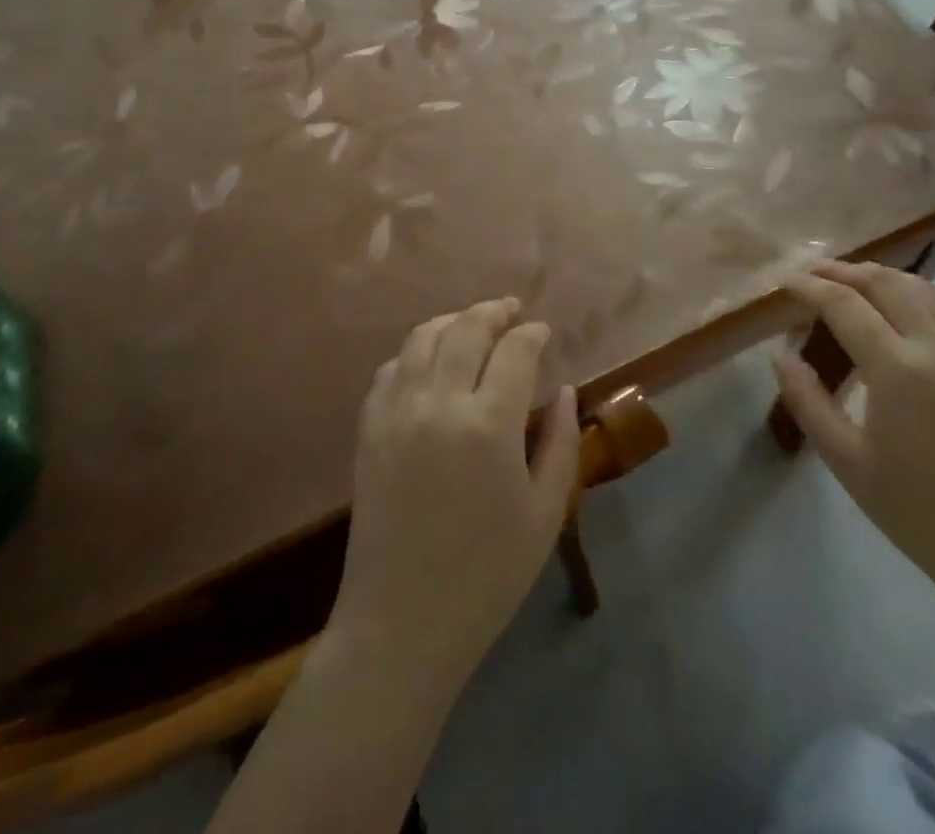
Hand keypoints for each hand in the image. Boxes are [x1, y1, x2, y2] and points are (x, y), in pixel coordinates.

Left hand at [330, 299, 580, 689]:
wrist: (402, 623)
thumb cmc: (488, 574)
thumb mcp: (545, 513)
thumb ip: (561, 443)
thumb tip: (565, 390)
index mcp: (489, 424)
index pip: (515, 351)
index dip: (533, 334)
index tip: (543, 333)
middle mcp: (439, 403)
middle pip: (466, 328)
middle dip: (493, 312)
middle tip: (511, 312)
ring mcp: (397, 412)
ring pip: (423, 338)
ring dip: (453, 322)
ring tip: (473, 325)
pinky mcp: (368, 429)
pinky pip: (390, 369)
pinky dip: (415, 353)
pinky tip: (430, 363)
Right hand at [774, 261, 934, 606]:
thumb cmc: (916, 510)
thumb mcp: (845, 460)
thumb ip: (807, 399)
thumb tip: (780, 354)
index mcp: (898, 369)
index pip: (844, 304)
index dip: (809, 287)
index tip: (784, 282)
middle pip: (883, 282)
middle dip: (841, 271)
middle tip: (809, 274)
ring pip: (920, 287)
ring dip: (878, 276)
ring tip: (848, 283)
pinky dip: (912, 294)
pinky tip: (896, 309)